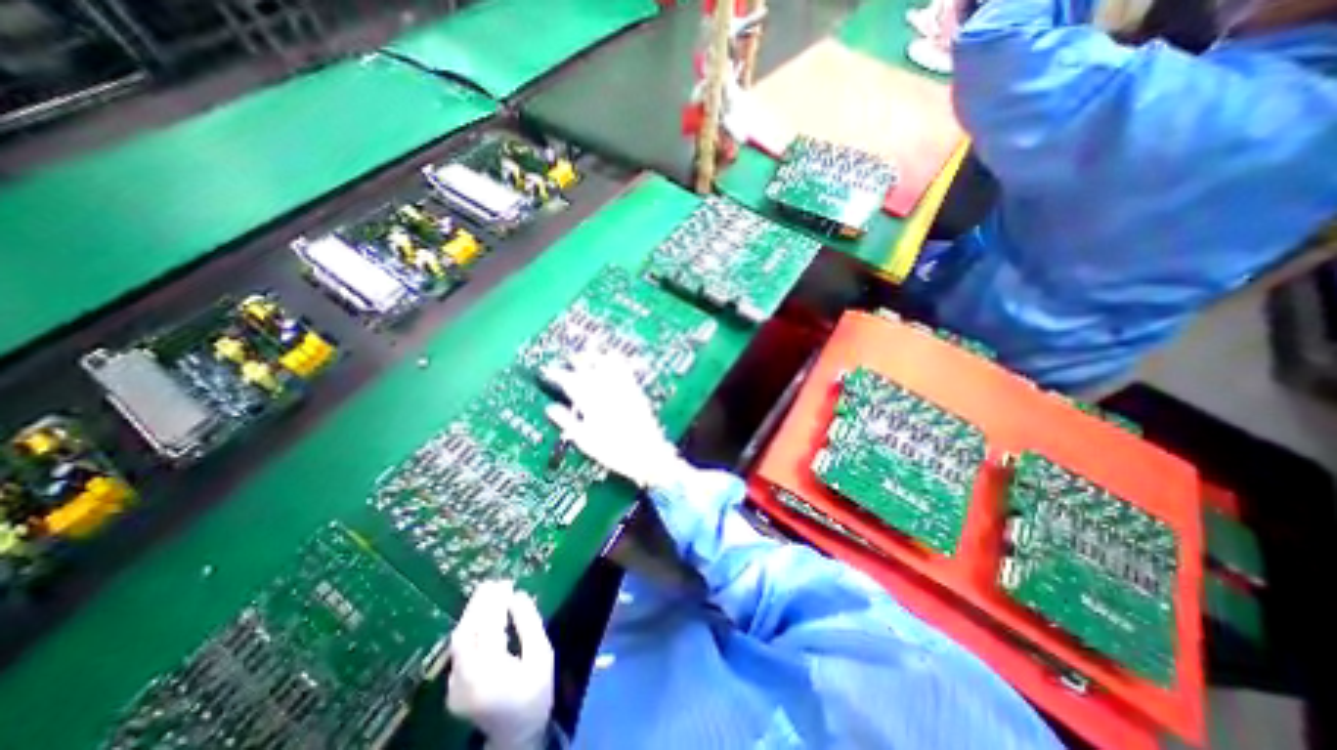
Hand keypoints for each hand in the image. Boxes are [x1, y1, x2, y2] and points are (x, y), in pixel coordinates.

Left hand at [446, 584, 550, 749]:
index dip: (496, 602)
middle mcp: (466, 680)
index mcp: (491, 672)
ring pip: (459, 640)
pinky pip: (459, 649)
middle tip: (494, 582)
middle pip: (466, 632)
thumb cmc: (536, 692)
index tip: (507, 583)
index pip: (489, 628)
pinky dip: (471, 628)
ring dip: (472, 613)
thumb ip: (530, 623)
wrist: (516, 734)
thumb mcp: (542, 655)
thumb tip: (518, 595)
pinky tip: (482, 616)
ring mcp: (454, 686)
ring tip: (488, 592)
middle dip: (479, 604)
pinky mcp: (452, 688)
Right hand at [543, 353, 689, 491]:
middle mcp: (605, 393)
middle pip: (588, 370)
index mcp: (590, 405)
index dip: (557, 375)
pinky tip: (614, 354)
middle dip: (576, 361)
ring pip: (606, 366)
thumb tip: (550, 408)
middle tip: (569, 356)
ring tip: (589, 348)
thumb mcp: (585, 441)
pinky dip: (618, 361)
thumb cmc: (613, 451)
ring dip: (596, 356)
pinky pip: (626, 371)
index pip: (570, 383)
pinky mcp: (636, 391)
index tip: (548, 370)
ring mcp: (622, 390)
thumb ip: (567, 422)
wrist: (646, 453)